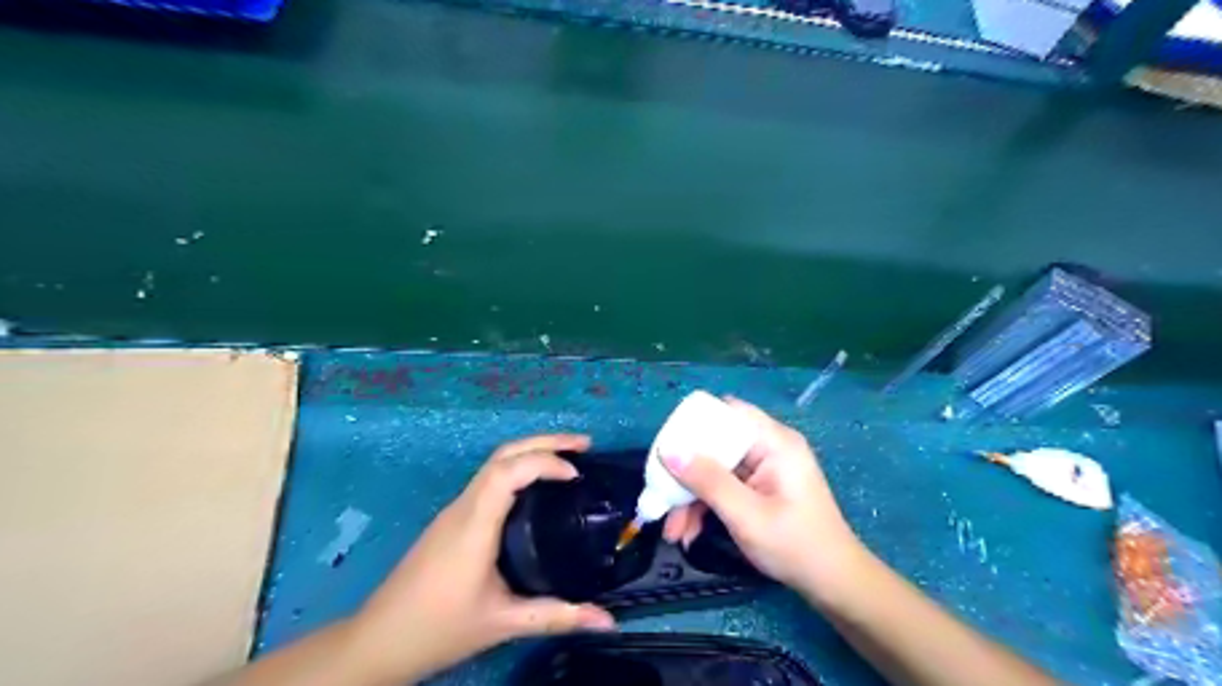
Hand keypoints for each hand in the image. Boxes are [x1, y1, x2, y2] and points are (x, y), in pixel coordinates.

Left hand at [353, 438, 620, 683]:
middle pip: (503, 454)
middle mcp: (464, 506)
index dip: (545, 462)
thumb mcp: (503, 623)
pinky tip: (538, 486)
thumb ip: (556, 617)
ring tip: (569, 459)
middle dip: (545, 442)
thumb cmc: (439, 628)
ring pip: (495, 463)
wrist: (379, 640)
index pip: (508, 471)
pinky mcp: (453, 518)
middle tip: (585, 444)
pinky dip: (520, 469)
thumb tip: (609, 622)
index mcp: (475, 524)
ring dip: (532, 452)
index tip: (577, 475)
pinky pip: (490, 479)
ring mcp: (456, 510)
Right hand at [658, 400, 868, 598]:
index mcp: (774, 442)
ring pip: (714, 468)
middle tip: (661, 498)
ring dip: (691, 496)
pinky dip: (705, 505)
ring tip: (672, 532)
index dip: (693, 427)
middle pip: (715, 443)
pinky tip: (689, 533)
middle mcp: (768, 446)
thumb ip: (708, 481)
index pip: (727, 413)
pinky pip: (723, 485)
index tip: (667, 452)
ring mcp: (763, 467)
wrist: (833, 584)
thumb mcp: (746, 515)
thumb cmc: (795, 546)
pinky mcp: (758, 487)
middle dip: (686, 473)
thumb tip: (668, 450)